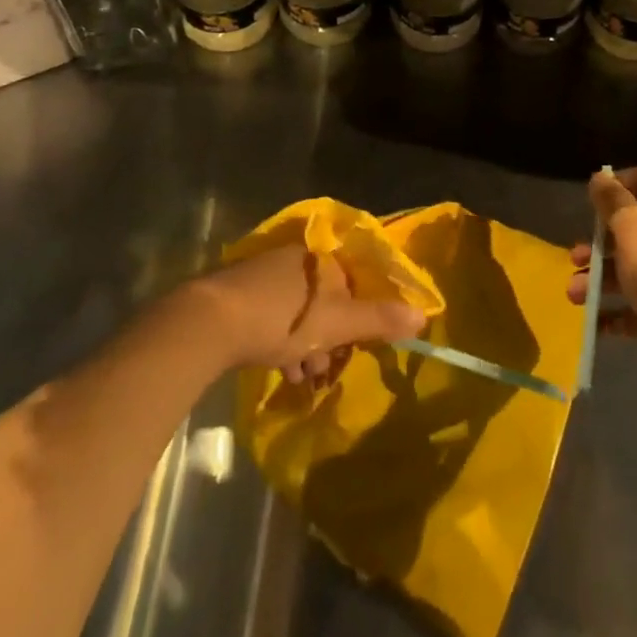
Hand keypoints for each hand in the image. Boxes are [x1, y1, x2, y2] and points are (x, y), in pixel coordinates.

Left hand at [192, 246, 425, 386]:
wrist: (212, 321)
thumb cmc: (284, 318)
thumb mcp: (337, 323)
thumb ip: (379, 319)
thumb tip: (424, 315)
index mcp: (323, 260)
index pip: (353, 284)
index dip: (359, 318)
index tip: (355, 347)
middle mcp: (298, 259)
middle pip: (327, 300)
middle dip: (331, 337)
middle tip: (326, 369)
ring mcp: (267, 274)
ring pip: (301, 311)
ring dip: (307, 345)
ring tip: (303, 377)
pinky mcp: (243, 293)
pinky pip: (275, 315)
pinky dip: (283, 342)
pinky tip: (281, 369)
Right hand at [567, 167, 636, 401]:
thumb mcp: (632, 227)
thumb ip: (613, 202)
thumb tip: (600, 177)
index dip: (617, 182)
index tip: (591, 198)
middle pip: (630, 230)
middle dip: (598, 242)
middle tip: (575, 257)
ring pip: (627, 272)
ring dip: (597, 280)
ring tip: (575, 295)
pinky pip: (632, 310)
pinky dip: (611, 314)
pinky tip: (593, 320)